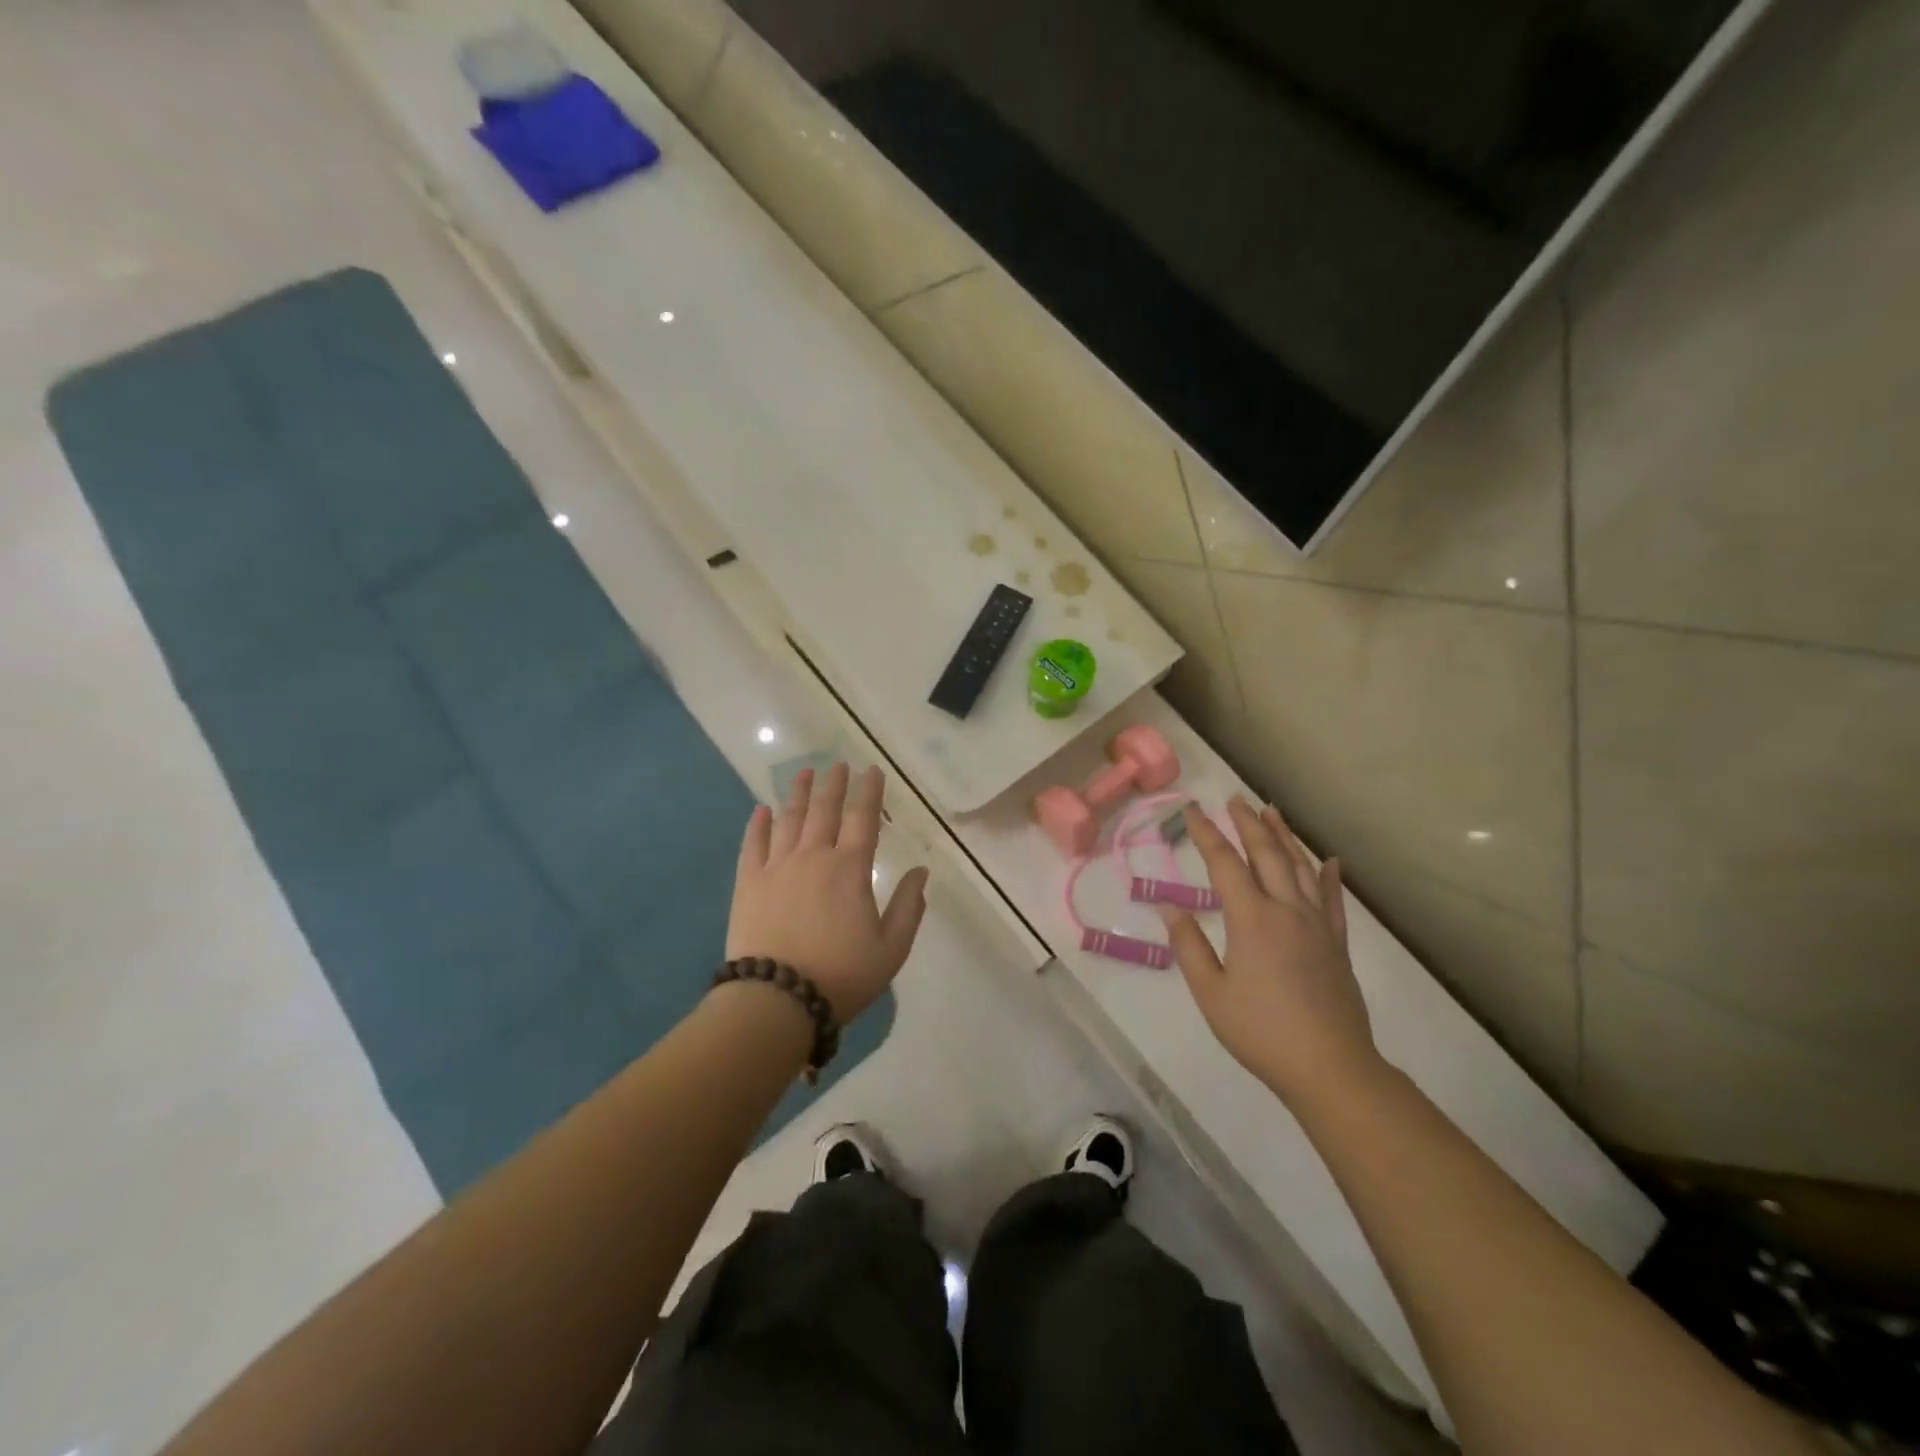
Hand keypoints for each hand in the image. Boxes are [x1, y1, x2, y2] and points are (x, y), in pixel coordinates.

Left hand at [726, 762, 929, 1022]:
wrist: (776, 999)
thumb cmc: (841, 975)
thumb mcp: (891, 949)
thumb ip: (909, 906)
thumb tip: (922, 871)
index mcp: (850, 868)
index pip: (862, 818)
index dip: (869, 792)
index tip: (871, 770)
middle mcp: (813, 856)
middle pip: (824, 810)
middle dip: (834, 784)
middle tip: (838, 764)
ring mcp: (776, 867)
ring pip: (789, 819)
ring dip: (798, 794)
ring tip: (804, 773)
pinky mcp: (748, 883)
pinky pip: (753, 844)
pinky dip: (757, 824)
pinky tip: (761, 809)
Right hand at [1162, 798, 1382, 1106]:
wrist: (1330, 1067)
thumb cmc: (1260, 1031)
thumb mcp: (1210, 993)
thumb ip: (1188, 946)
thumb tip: (1171, 907)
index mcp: (1251, 919)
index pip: (1225, 863)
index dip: (1206, 834)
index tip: (1192, 810)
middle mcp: (1286, 910)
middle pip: (1266, 854)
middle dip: (1248, 823)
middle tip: (1233, 799)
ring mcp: (1317, 924)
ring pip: (1300, 867)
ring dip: (1284, 836)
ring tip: (1272, 812)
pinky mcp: (1337, 943)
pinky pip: (1333, 899)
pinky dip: (1328, 875)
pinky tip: (1328, 860)